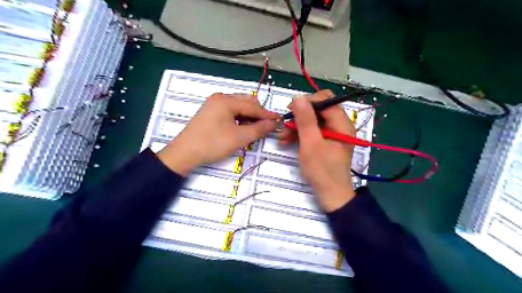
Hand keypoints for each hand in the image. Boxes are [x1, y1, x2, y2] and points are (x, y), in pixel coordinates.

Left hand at [157, 94, 278, 175]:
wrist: (185, 153)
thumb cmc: (212, 144)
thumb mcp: (239, 138)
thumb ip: (259, 129)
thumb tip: (274, 123)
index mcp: (226, 100)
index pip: (253, 106)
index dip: (267, 114)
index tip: (279, 120)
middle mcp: (220, 98)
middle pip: (246, 102)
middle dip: (258, 114)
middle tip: (266, 127)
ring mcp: (214, 104)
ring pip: (239, 107)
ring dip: (249, 116)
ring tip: (254, 129)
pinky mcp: (211, 112)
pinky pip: (230, 111)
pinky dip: (239, 118)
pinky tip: (241, 128)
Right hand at [280, 91, 357, 211]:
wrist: (331, 195)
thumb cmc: (322, 170)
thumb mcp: (311, 144)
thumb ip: (305, 120)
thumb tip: (298, 97)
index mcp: (341, 123)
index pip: (325, 100)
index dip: (307, 102)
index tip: (291, 110)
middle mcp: (339, 125)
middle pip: (318, 110)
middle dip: (299, 116)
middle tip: (284, 125)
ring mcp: (332, 134)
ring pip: (312, 121)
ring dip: (296, 127)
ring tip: (282, 137)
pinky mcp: (325, 142)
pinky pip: (312, 132)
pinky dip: (300, 135)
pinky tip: (286, 141)